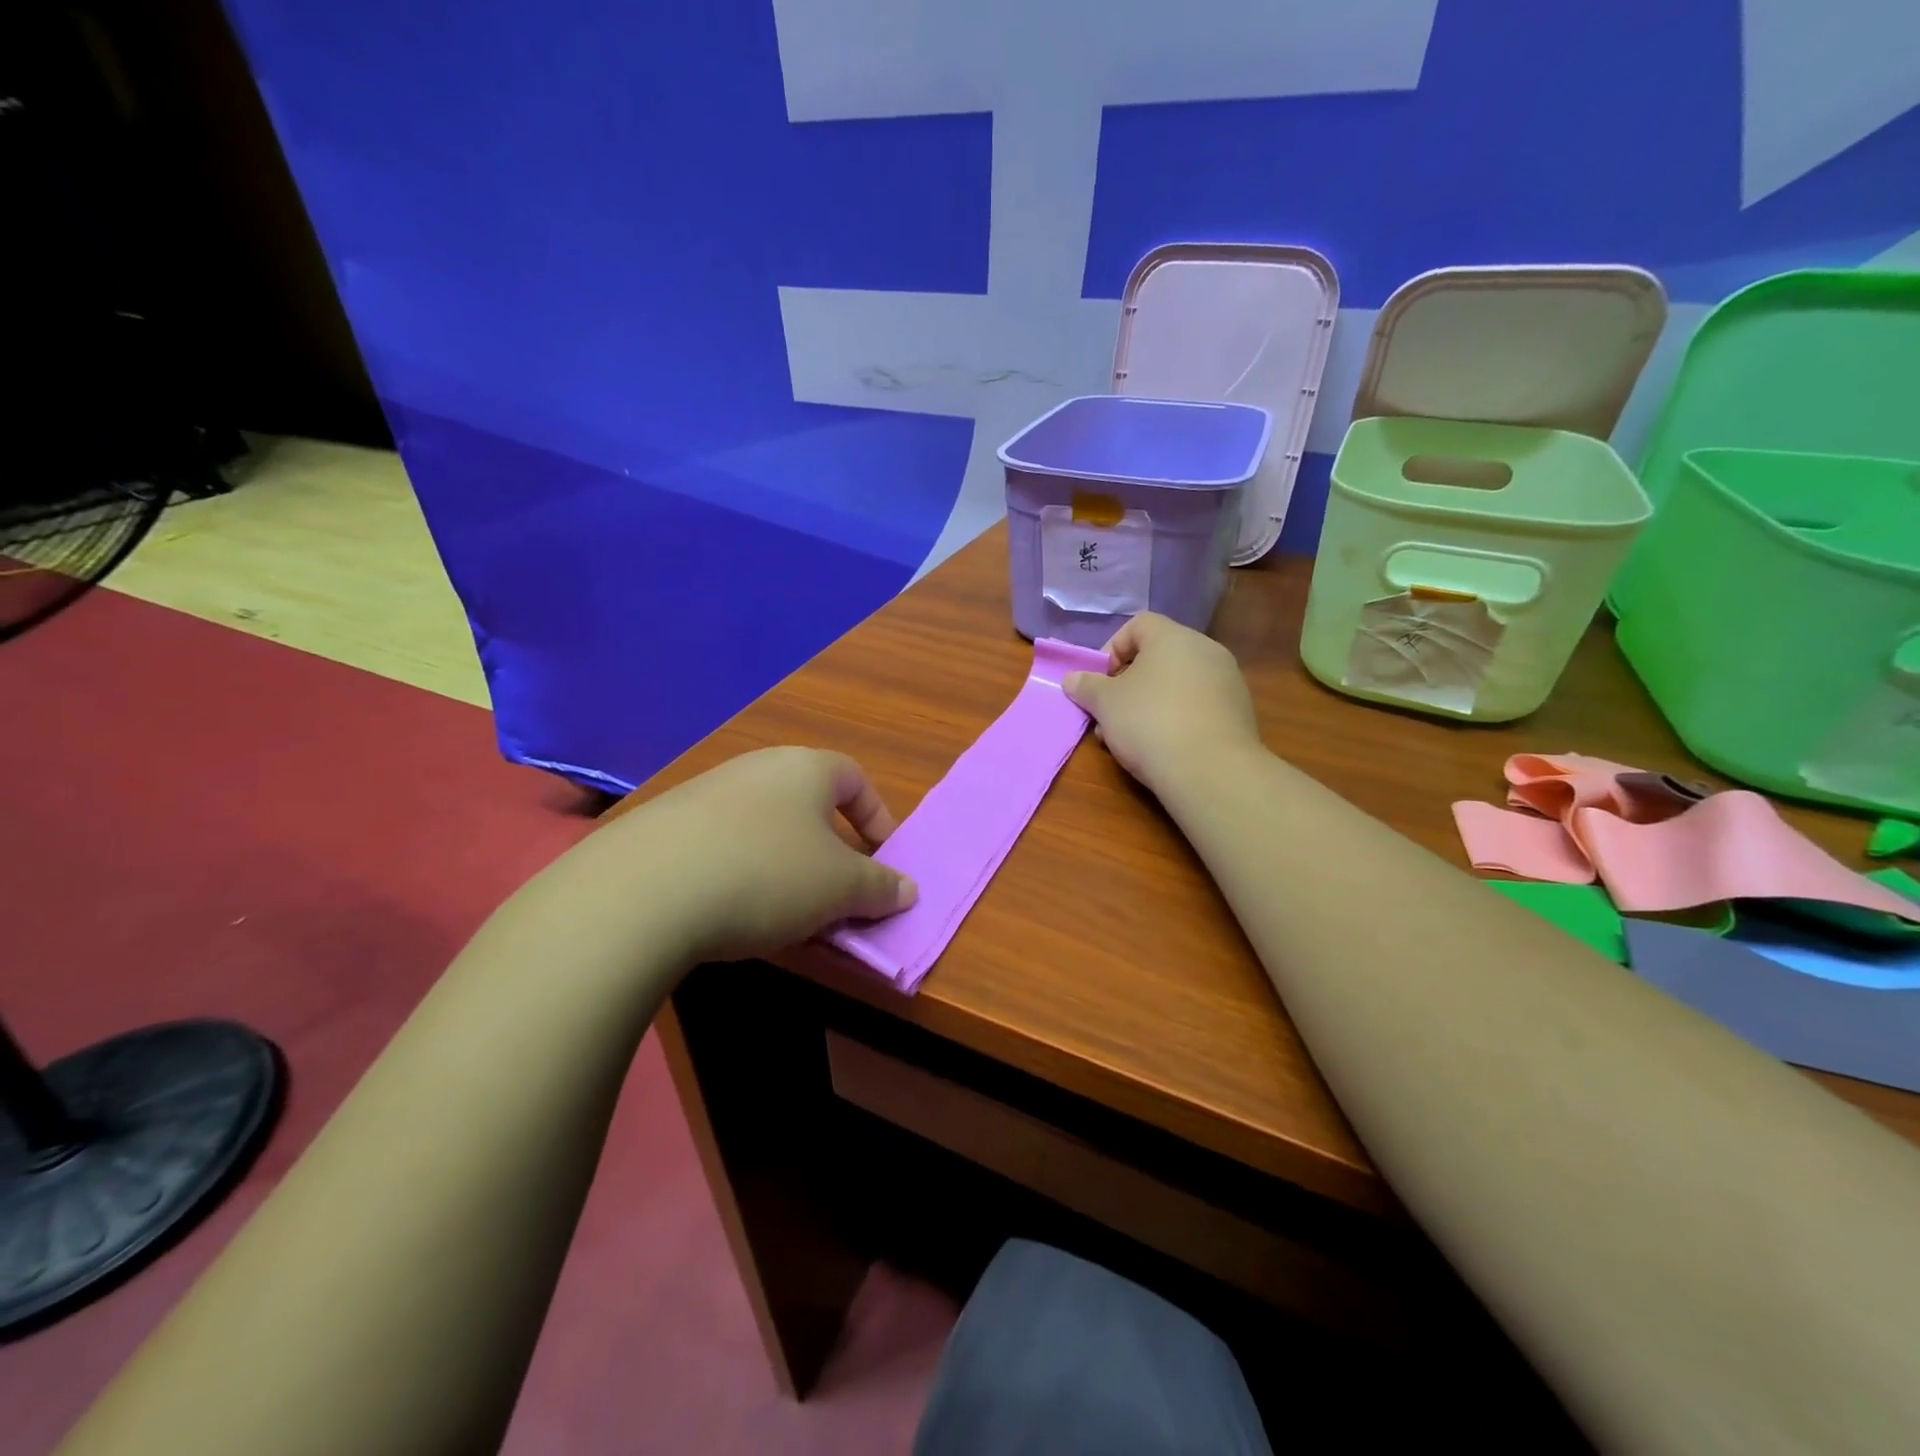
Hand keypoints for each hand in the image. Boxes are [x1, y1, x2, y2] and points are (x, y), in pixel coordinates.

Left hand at [598, 747, 916, 962]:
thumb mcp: (840, 888)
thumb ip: (881, 887)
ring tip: (784, 912)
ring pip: (764, 826)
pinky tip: (729, 912)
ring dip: (784, 866)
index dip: (878, 819)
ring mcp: (705, 793)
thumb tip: (907, 890)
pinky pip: (722, 845)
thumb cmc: (768, 874)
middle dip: (829, 850)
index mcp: (805, 768)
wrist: (644, 891)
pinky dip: (739, 874)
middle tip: (836, 894)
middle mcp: (756, 768)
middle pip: (808, 804)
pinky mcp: (664, 825)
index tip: (884, 860)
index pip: (856, 779)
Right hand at [1063, 614, 1260, 791]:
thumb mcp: (1105, 703)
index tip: (1099, 681)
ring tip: (1132, 738)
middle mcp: (1206, 650)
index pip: (1137, 625)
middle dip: (1128, 684)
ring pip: (1177, 684)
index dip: (1111, 649)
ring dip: (1150, 704)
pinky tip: (1164, 748)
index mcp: (1173, 637)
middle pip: (1158, 657)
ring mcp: (1228, 681)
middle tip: (1110, 714)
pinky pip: (1198, 706)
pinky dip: (1177, 719)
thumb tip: (1072, 679)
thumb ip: (1086, 686)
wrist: (1211, 770)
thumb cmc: (1150, 723)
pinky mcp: (1239, 712)